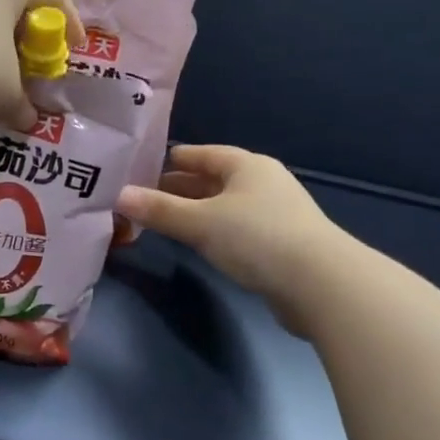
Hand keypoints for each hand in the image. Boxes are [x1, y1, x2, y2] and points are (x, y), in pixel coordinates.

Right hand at [115, 145, 354, 334]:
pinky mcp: (282, 244)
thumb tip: (118, 196)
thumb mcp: (199, 222)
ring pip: (225, 205)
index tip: (142, 169)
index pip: (202, 154)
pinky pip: (237, 228)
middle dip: (179, 188)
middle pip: (213, 180)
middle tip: (144, 198)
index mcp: (247, 166)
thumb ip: (158, 209)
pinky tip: (198, 244)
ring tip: (163, 221)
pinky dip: (214, 231)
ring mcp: (276, 214)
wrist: (322, 285)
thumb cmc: (257, 238)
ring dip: (196, 211)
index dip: (172, 160)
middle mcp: (263, 183)